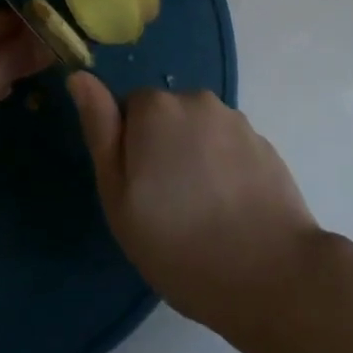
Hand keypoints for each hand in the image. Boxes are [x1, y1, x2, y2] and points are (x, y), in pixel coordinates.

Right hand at [68, 76, 319, 331]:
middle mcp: (197, 100)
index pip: (128, 111)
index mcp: (155, 108)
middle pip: (165, 118)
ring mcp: (236, 121)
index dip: (129, 150)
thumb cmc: (180, 244)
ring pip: (199, 132)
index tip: (139, 191)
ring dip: (195, 158)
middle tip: (168, 207)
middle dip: (162, 149)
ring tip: (203, 214)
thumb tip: (80, 76)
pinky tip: (231, 212)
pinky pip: (230, 149)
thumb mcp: (119, 197)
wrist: (273, 276)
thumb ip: (100, 130)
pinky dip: (225, 171)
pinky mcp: (265, 145)